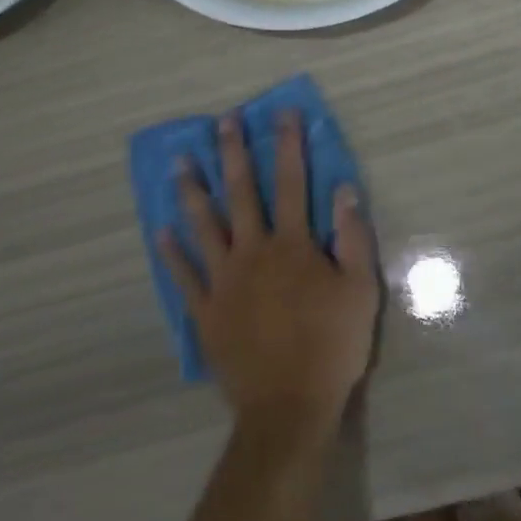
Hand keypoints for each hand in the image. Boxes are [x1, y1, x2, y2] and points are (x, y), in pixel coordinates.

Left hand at [159, 110, 379, 433]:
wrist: (288, 407)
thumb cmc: (331, 346)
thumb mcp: (360, 290)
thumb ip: (352, 237)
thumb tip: (344, 190)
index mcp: (293, 245)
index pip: (293, 182)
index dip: (289, 144)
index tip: (283, 113)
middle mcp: (253, 251)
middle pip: (242, 193)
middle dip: (234, 153)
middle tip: (223, 121)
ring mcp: (224, 281)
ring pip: (204, 226)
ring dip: (192, 191)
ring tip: (179, 162)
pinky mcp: (205, 311)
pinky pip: (184, 275)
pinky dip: (171, 253)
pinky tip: (160, 231)